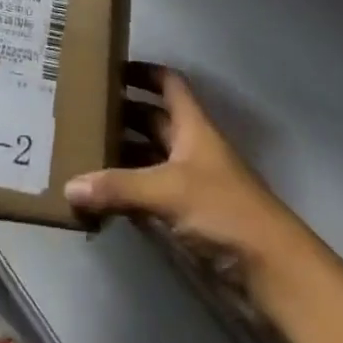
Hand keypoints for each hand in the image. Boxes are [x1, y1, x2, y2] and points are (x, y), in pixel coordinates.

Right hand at [65, 63, 299, 284]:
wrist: (274, 273)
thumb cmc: (225, 211)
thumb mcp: (168, 191)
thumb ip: (118, 188)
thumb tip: (69, 186)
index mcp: (193, 126)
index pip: (168, 83)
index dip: (143, 72)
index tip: (109, 68)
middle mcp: (191, 148)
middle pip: (154, 120)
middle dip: (122, 114)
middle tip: (81, 112)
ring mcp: (191, 184)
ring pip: (150, 158)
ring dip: (122, 155)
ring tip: (81, 152)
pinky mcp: (189, 219)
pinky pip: (151, 195)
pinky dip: (128, 193)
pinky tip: (101, 197)